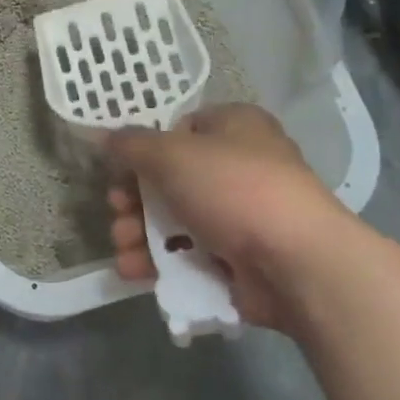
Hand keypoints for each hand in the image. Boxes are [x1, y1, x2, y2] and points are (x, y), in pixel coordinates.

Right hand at [104, 104, 346, 331]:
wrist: (296, 262)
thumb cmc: (233, 189)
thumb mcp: (171, 155)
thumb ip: (131, 145)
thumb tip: (104, 136)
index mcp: (235, 127)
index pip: (179, 129)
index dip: (145, 149)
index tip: (120, 170)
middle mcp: (241, 166)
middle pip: (171, 179)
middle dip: (134, 200)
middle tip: (117, 212)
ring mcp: (243, 215)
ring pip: (176, 220)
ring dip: (140, 234)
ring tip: (124, 250)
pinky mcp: (241, 258)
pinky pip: (191, 254)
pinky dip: (161, 262)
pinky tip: (135, 272)